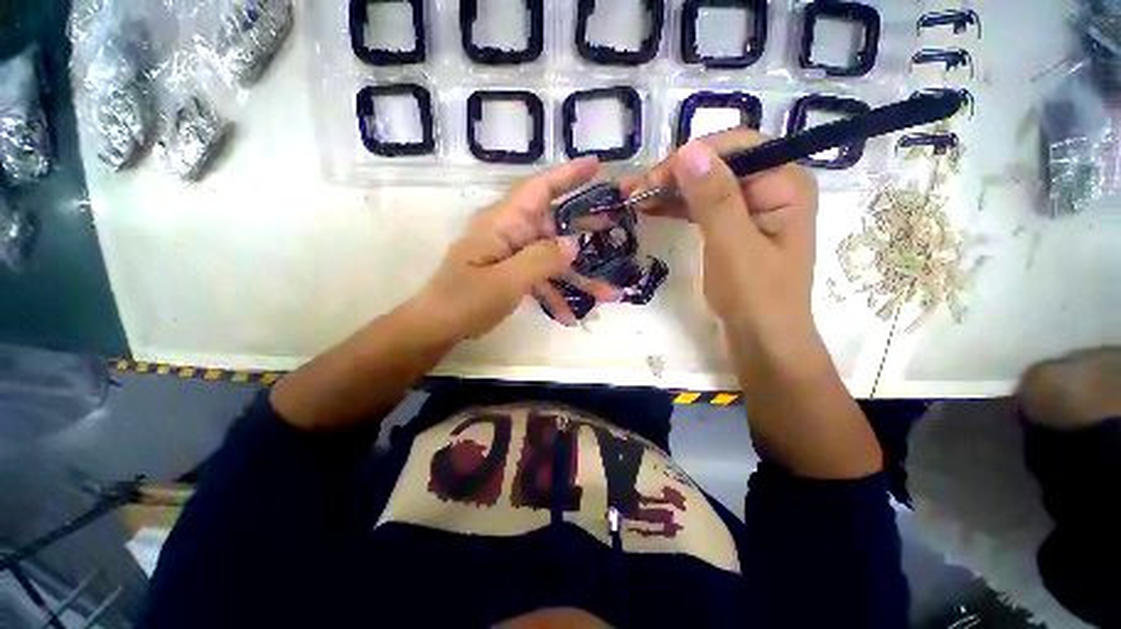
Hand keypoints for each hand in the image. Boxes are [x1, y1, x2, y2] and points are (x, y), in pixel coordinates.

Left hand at [415, 158, 620, 339]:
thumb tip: (574, 244)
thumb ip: (541, 260)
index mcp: (504, 223)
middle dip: (583, 226)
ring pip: (551, 257)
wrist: (439, 325)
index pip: (539, 188)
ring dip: (576, 276)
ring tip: (607, 293)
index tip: (596, 165)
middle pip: (553, 222)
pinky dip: (555, 294)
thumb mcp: (506, 281)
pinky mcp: (512, 273)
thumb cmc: (466, 300)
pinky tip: (569, 316)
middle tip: (614, 225)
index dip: (567, 174)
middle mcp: (510, 232)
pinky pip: (540, 277)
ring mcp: (511, 254)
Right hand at [625, 129, 818, 342]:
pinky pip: (703, 207)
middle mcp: (772, 186)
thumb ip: (714, 198)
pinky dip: (677, 207)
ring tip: (633, 198)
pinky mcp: (734, 225)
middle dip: (673, 175)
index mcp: (785, 183)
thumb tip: (688, 150)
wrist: (761, 338)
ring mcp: (752, 207)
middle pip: (717, 165)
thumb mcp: (733, 246)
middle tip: (632, 191)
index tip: (651, 180)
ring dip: (670, 190)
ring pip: (705, 185)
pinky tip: (652, 208)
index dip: (690, 158)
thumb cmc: (755, 296)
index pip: (735, 148)